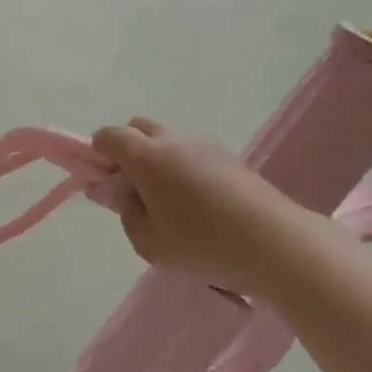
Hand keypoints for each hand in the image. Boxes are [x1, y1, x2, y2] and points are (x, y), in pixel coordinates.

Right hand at [92, 118, 271, 292]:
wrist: (275, 242)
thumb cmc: (202, 244)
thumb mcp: (149, 243)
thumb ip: (126, 213)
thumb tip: (124, 194)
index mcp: (145, 156)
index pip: (108, 136)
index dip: (97, 154)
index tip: (103, 182)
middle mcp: (171, 140)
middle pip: (137, 127)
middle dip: (126, 149)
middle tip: (132, 188)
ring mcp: (203, 144)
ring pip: (166, 138)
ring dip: (156, 157)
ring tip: (167, 200)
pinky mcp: (228, 156)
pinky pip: (191, 151)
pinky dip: (182, 165)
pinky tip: (196, 202)